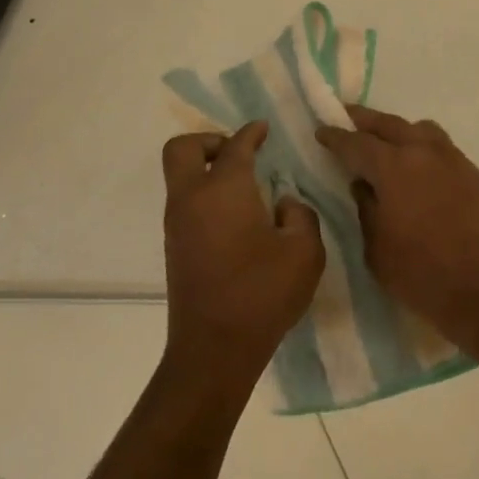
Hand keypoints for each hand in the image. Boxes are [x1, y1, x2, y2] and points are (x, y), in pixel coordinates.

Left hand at [161, 123, 325, 390]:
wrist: (214, 349)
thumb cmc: (263, 293)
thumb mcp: (304, 251)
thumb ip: (300, 215)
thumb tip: (282, 204)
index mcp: (224, 190)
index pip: (235, 146)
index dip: (252, 132)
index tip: (264, 128)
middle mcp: (192, 198)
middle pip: (183, 149)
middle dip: (210, 140)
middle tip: (240, 153)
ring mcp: (177, 224)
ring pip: (181, 176)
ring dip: (206, 169)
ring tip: (245, 186)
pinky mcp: (174, 247)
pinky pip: (185, 202)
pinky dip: (205, 195)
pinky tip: (236, 216)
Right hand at [315, 106, 478, 350]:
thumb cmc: (421, 273)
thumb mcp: (376, 247)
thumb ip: (366, 208)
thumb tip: (364, 186)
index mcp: (394, 166)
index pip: (357, 143)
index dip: (336, 137)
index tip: (322, 130)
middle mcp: (425, 152)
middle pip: (390, 124)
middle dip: (365, 120)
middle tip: (347, 116)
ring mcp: (454, 161)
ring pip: (421, 130)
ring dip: (399, 130)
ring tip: (386, 142)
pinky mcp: (474, 176)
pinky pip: (442, 148)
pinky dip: (423, 148)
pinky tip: (418, 168)